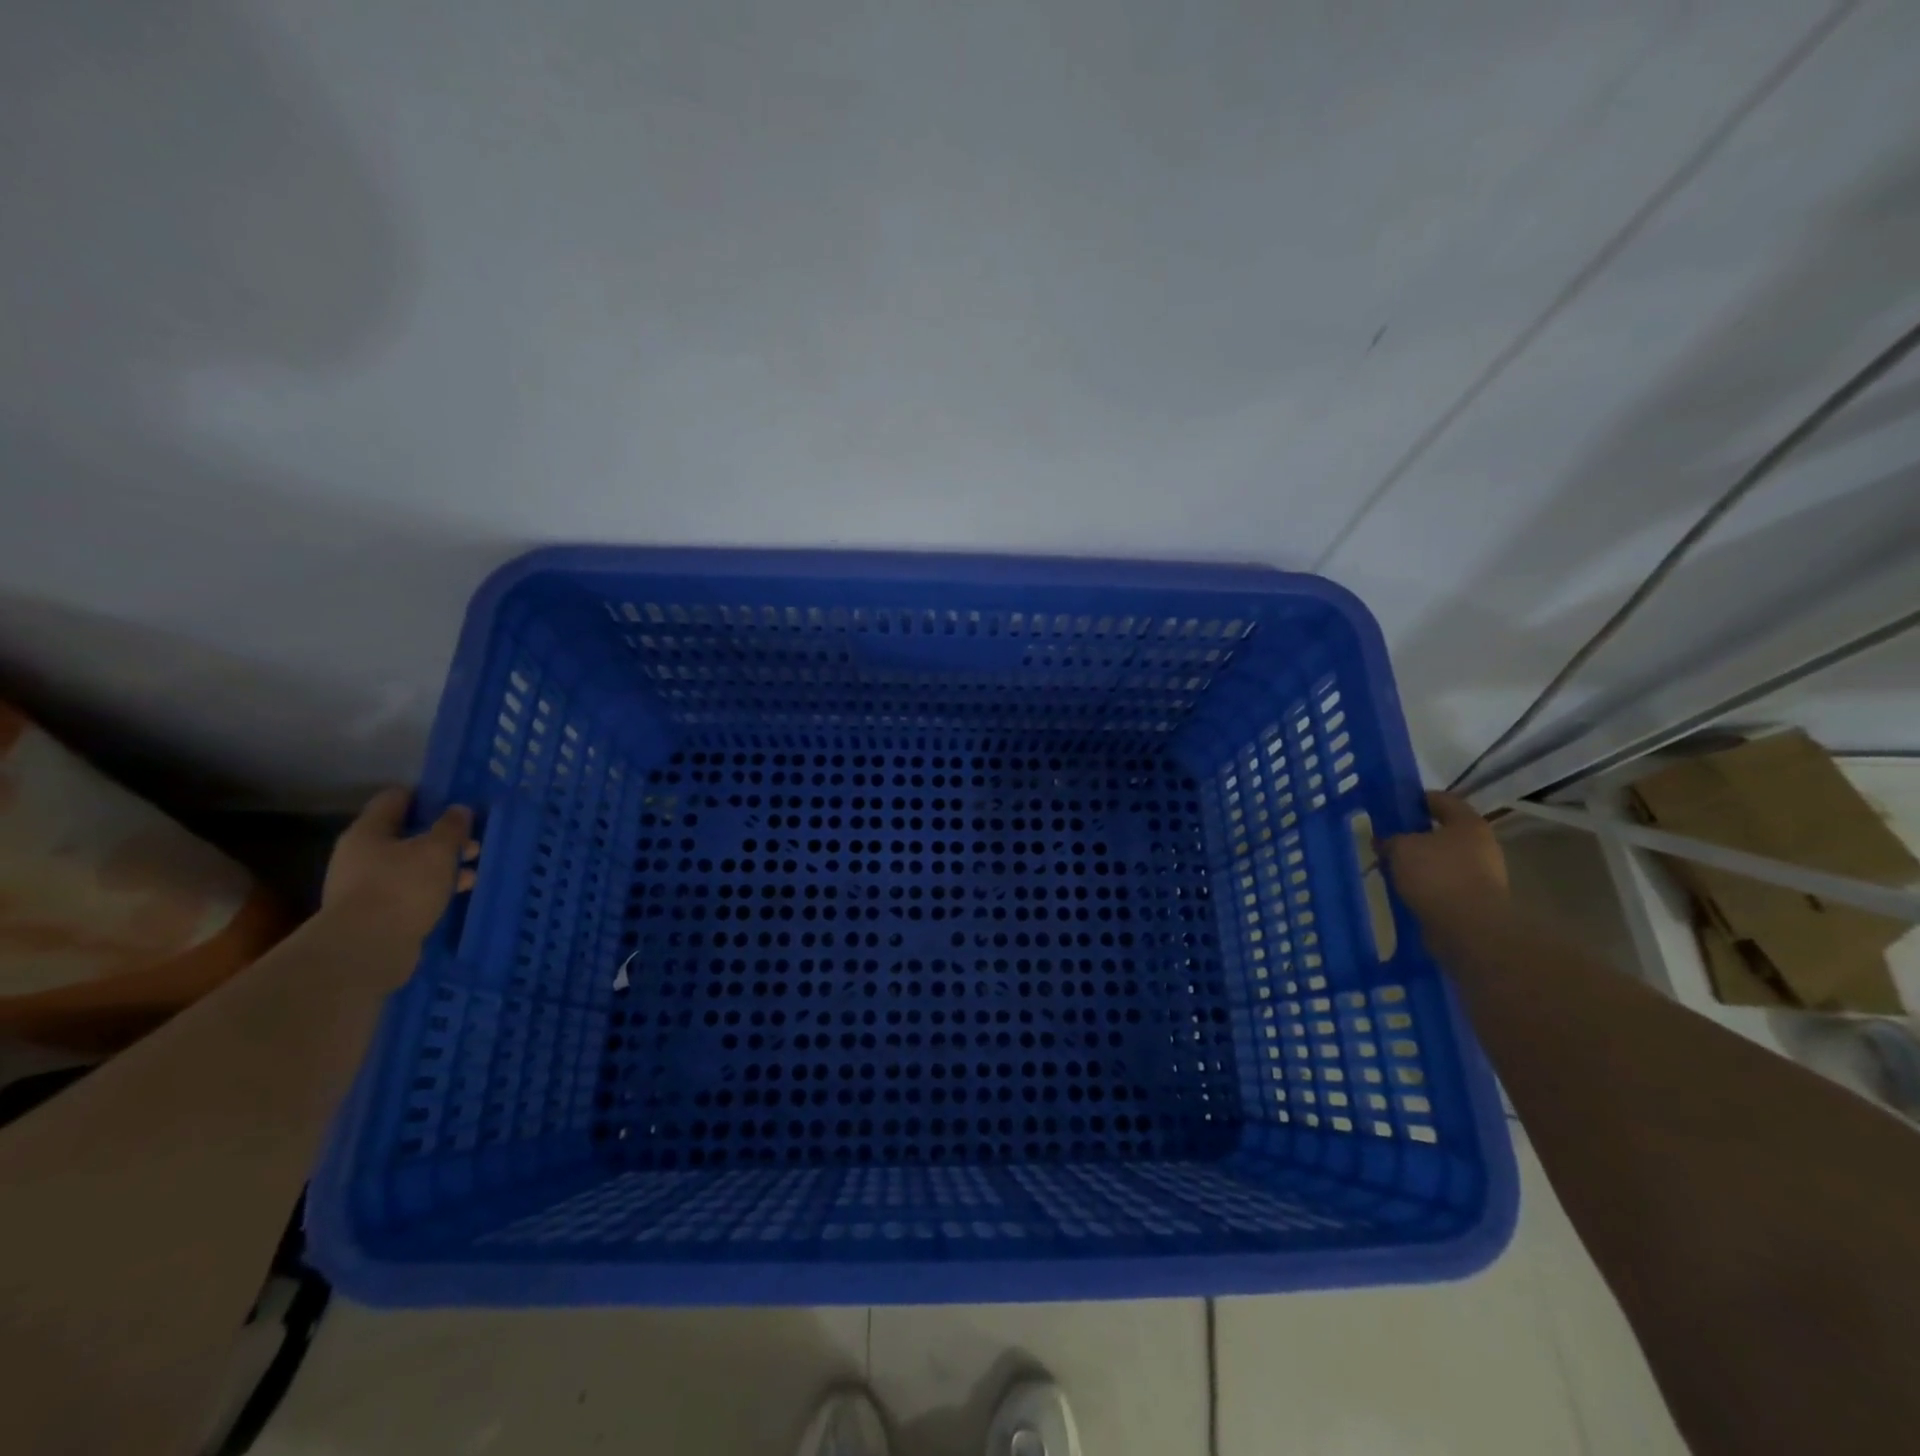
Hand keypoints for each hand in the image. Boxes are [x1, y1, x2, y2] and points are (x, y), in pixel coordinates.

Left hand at [322, 788, 477, 946]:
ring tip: (474, 873)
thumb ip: (451, 827)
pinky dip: (434, 888)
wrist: (366, 949)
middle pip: (407, 834)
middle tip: (475, 843)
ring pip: (412, 865)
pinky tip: (458, 894)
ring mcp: (366, 885)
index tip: (456, 800)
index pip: (396, 798)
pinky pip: (411, 890)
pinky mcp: (376, 912)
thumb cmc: (402, 887)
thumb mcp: (437, 850)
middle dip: (443, 837)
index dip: (427, 795)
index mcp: (368, 831)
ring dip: (443, 866)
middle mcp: (361, 855)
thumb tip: (459, 810)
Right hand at [1382, 791, 1507, 927]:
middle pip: (1442, 832)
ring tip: (1389, 867)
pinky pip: (1442, 884)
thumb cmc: (1437, 875)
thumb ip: (1390, 839)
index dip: (1415, 799)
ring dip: (1417, 862)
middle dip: (1413, 835)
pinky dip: (1424, 885)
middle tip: (1386, 839)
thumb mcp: (1401, 847)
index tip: (1391, 805)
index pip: (1441, 799)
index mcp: (1468, 823)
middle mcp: (1480, 845)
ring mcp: (1481, 874)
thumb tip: (1385, 841)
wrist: (1469, 928)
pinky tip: (1403, 889)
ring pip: (1441, 860)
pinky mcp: (1473, 900)